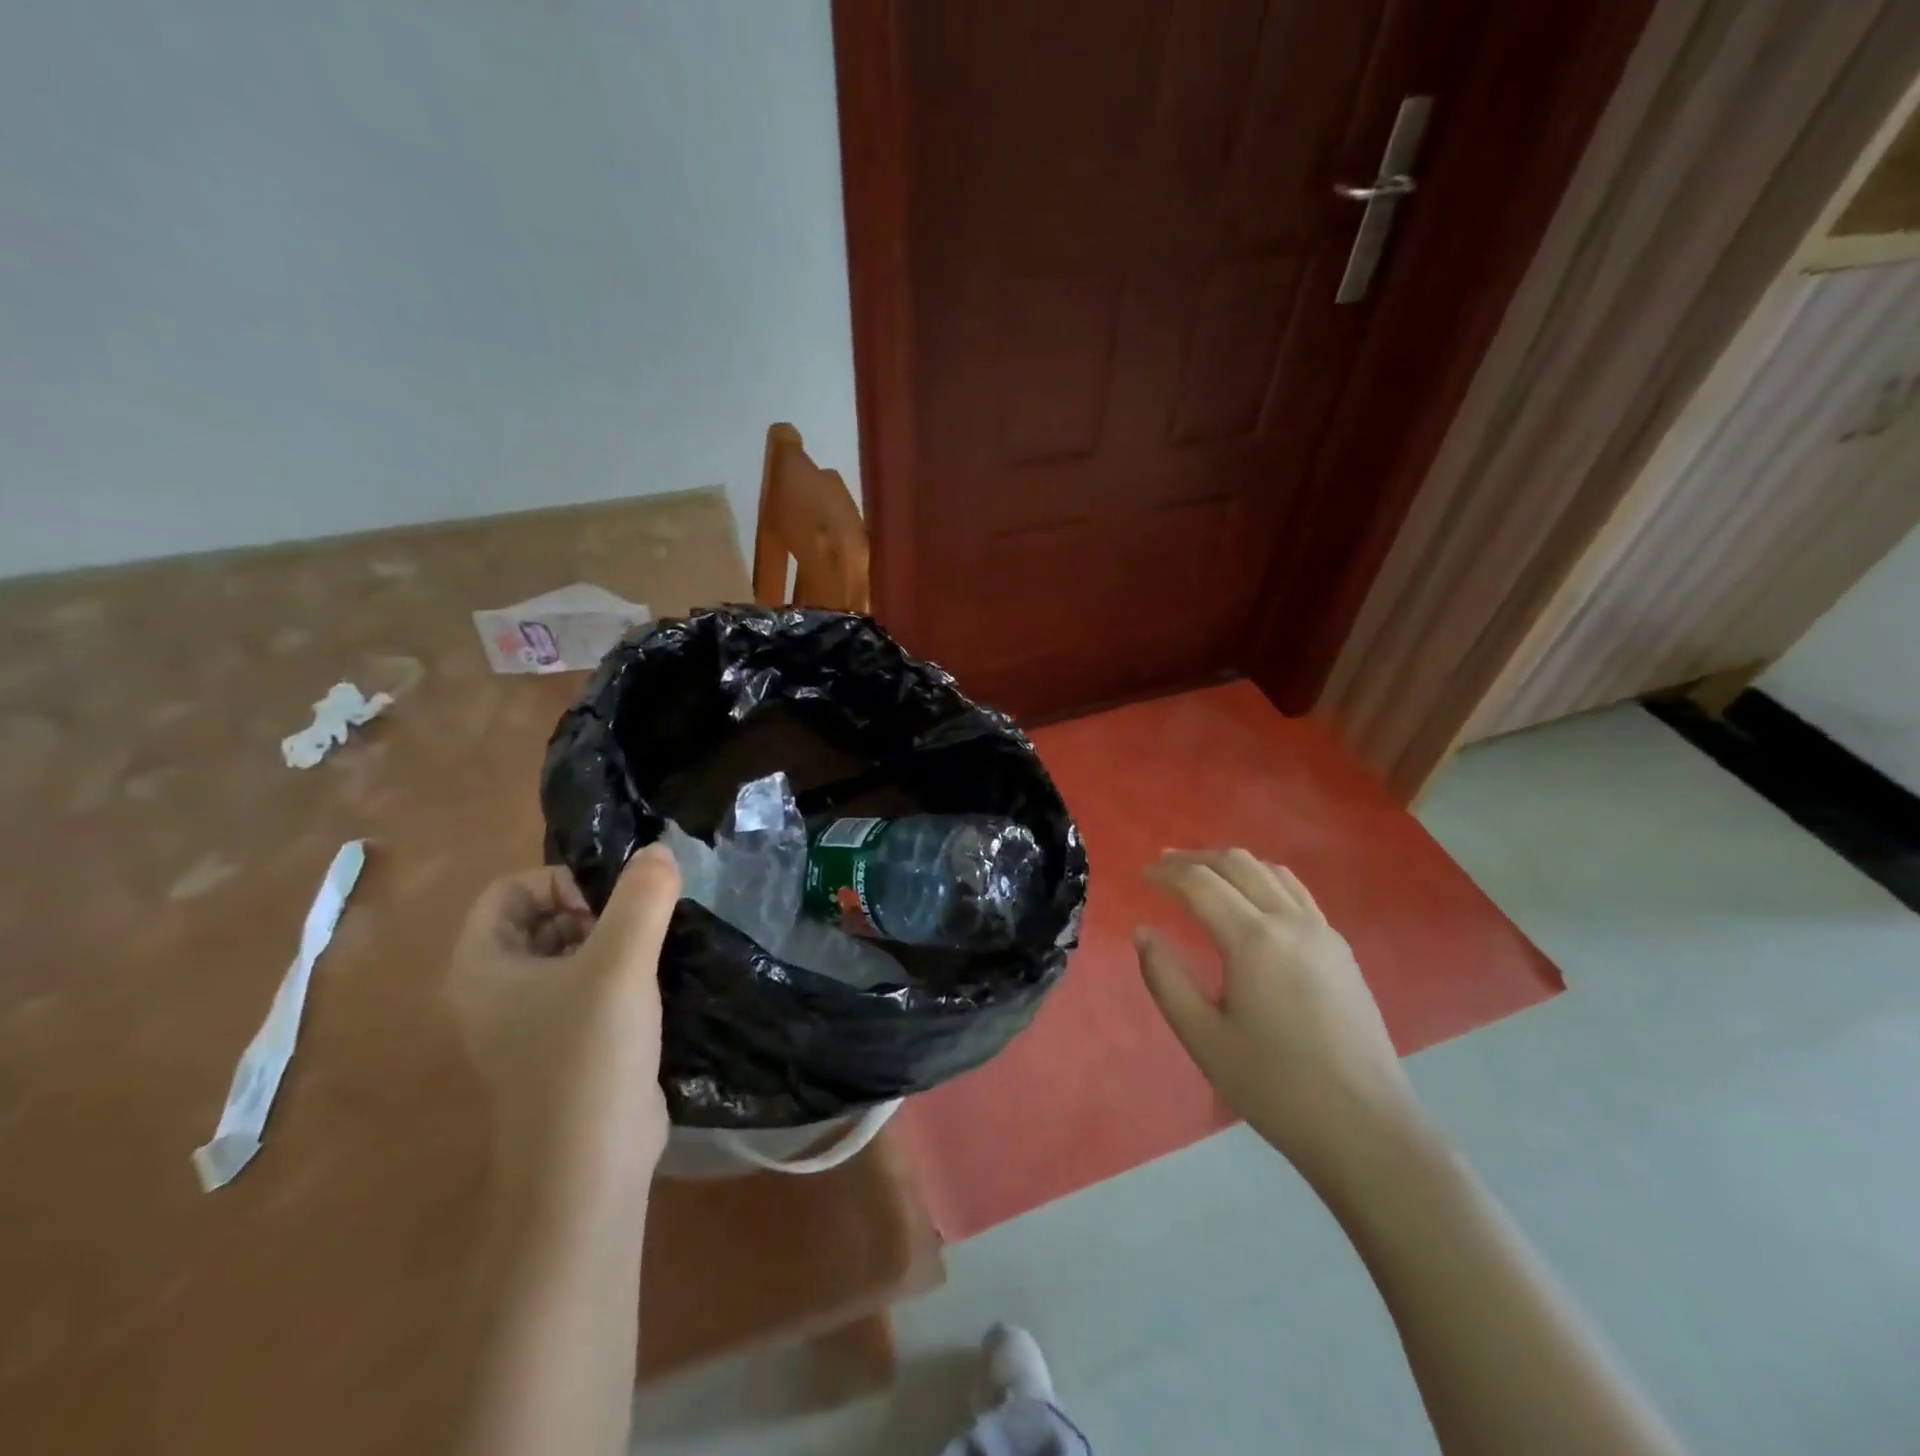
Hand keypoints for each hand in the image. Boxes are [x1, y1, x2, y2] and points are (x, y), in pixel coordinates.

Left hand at [448, 846, 680, 1177]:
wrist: (591, 1166)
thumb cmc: (588, 1056)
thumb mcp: (620, 964)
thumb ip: (642, 898)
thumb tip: (658, 851)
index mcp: (482, 967)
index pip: (510, 890)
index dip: (560, 881)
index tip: (609, 905)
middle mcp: (494, 991)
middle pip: (540, 918)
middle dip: (593, 911)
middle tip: (636, 931)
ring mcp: (529, 1023)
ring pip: (569, 953)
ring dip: (613, 942)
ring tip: (651, 955)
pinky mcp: (565, 1045)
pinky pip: (587, 987)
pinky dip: (618, 975)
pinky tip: (654, 987)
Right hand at [1136, 848, 1427, 1192]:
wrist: (1366, 1128)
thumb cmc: (1275, 1087)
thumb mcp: (1203, 1037)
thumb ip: (1165, 978)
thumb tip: (1143, 932)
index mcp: (1253, 940)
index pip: (1200, 883)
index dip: (1165, 874)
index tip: (1140, 877)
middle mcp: (1290, 921)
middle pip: (1236, 864)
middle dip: (1194, 859)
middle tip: (1163, 867)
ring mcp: (1322, 932)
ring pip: (1270, 871)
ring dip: (1229, 864)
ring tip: (1202, 875)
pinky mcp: (1340, 949)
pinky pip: (1296, 892)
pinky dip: (1263, 879)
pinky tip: (1252, 899)